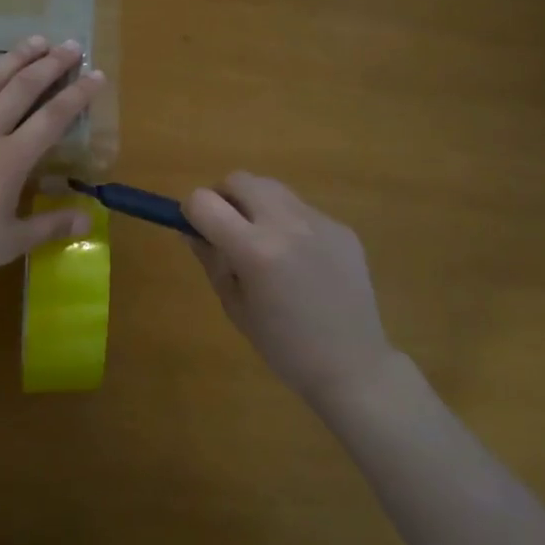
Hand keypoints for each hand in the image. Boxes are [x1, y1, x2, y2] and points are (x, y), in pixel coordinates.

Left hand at [0, 36, 103, 312]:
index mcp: (10, 161)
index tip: (97, 74)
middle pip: (22, 90)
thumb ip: (51, 226)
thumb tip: (90, 221)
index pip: (52, 119)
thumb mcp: (10, 243)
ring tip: (35, 40)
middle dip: (50, 65)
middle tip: (70, 45)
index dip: (78, 94)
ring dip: (13, 59)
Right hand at [182, 173, 398, 407]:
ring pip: (273, 188)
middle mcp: (286, 224)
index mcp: (254, 249)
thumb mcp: (235, 307)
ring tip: (264, 243)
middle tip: (227, 229)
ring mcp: (319, 221)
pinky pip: (302, 210)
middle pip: (239, 179)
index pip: (204, 201)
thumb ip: (211, 261)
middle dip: (224, 197)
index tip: (197, 229)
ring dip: (257, 205)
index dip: (192, 212)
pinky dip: (288, 223)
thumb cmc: (284, 347)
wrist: (353, 365)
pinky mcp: (341, 227)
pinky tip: (300, 260)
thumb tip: (192, 230)